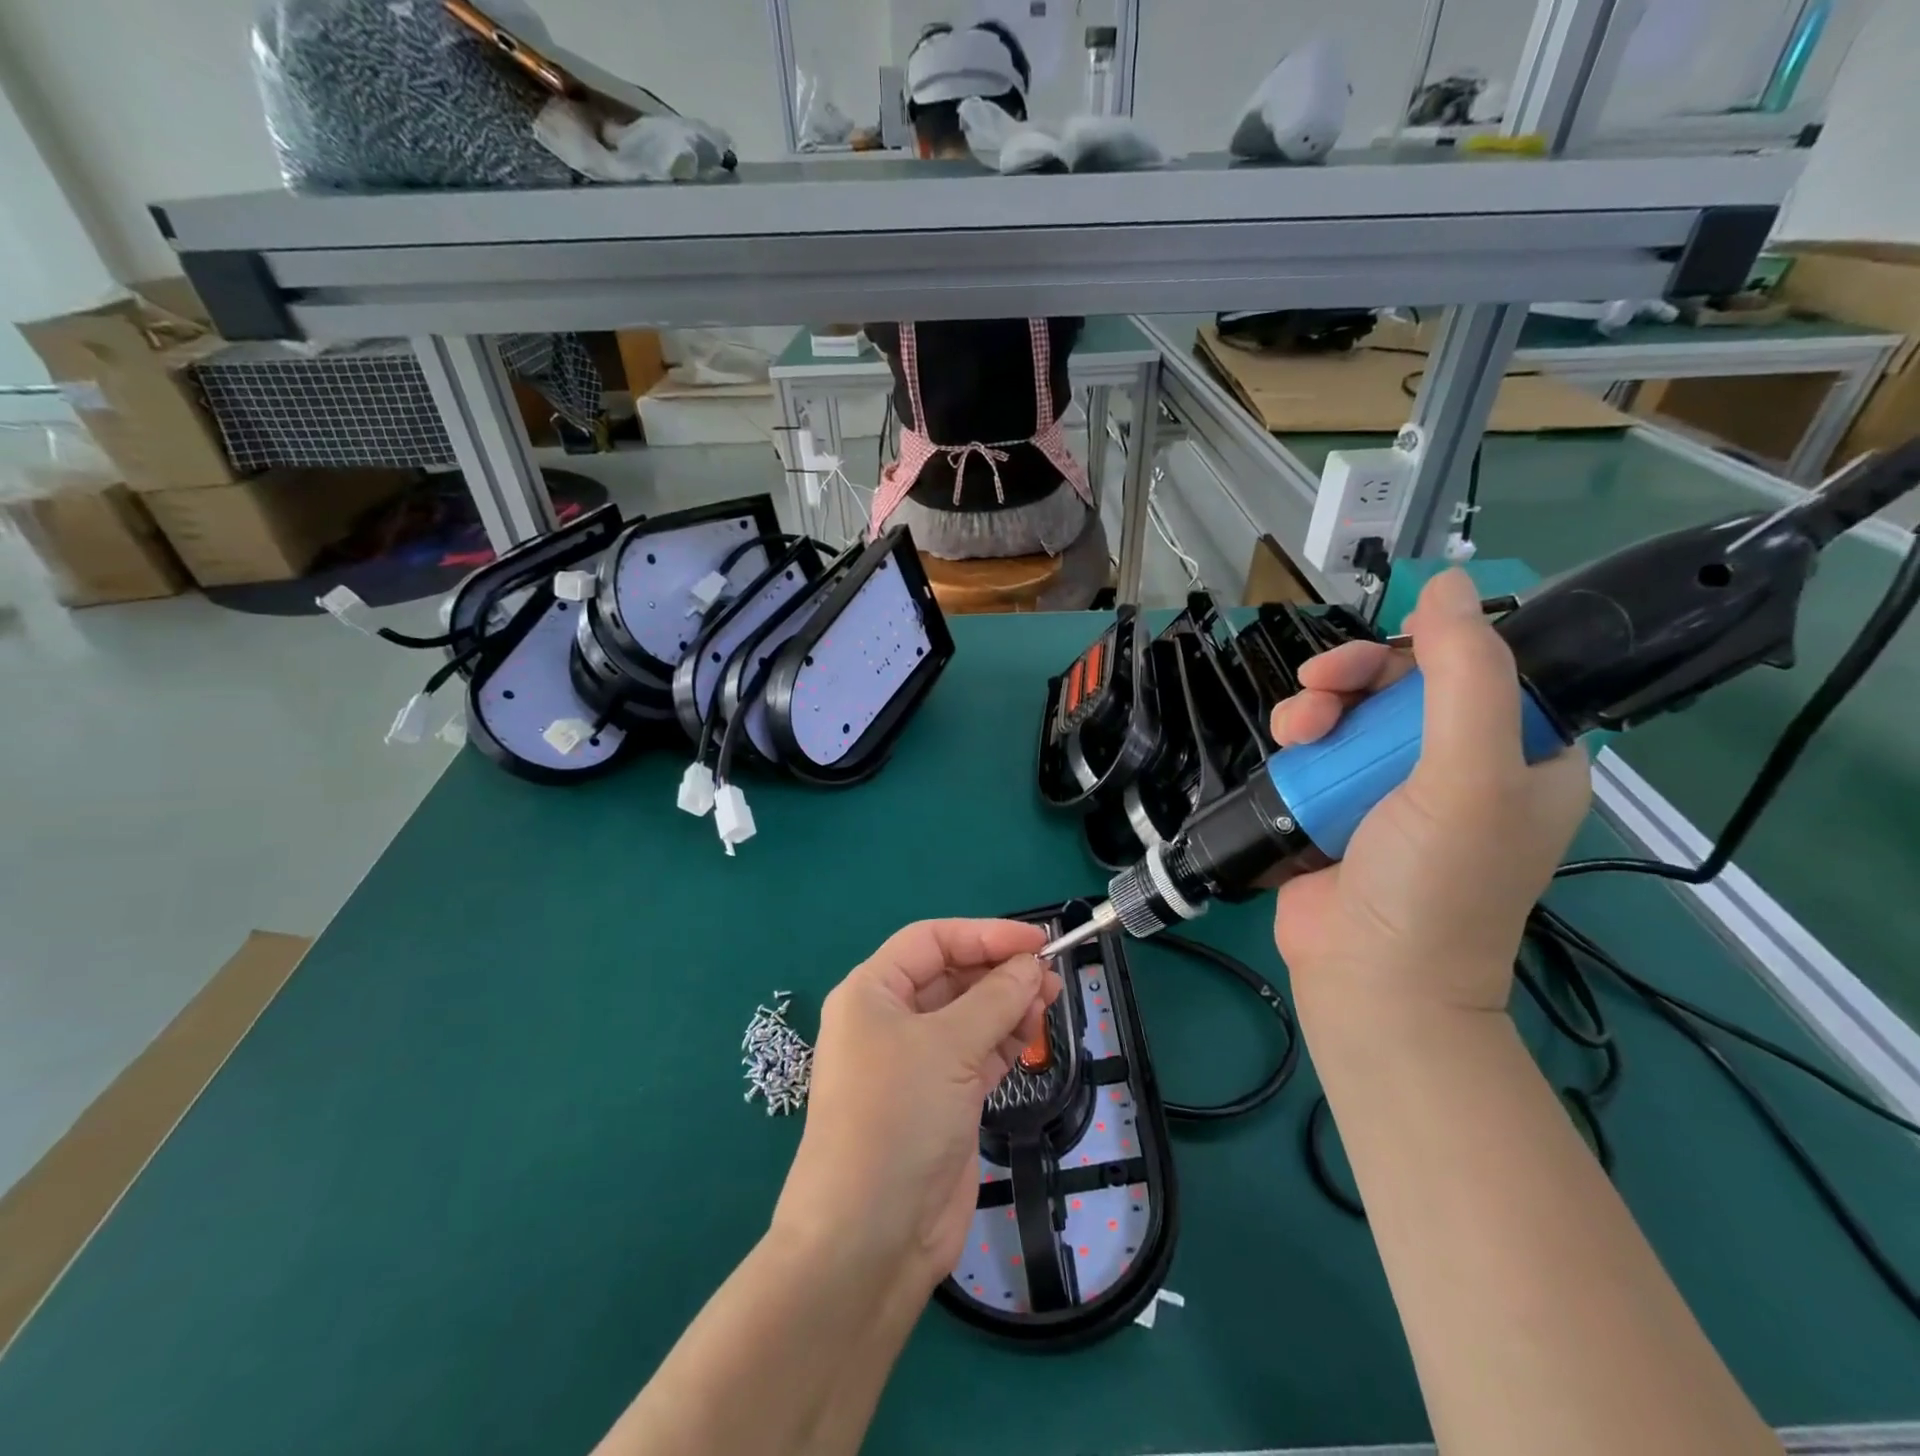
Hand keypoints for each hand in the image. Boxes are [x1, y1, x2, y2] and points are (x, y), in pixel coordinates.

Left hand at [772, 920, 1060, 1294]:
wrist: (869, 1238)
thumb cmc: (897, 1117)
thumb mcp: (948, 1046)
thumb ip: (996, 999)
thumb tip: (1031, 964)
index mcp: (872, 993)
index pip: (931, 942)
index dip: (983, 935)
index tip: (1037, 940)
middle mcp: (889, 1021)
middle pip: (951, 976)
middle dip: (1000, 972)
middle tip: (1051, 976)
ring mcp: (914, 1063)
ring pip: (968, 1016)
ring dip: (1008, 1005)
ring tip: (1050, 1001)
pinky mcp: (940, 1100)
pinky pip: (977, 1053)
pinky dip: (1005, 1040)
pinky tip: (1034, 1033)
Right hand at [1270, 570, 1589, 1022]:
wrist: (1369, 979)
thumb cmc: (1435, 883)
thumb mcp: (1467, 777)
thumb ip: (1465, 676)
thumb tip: (1448, 582)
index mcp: (1522, 757)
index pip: (1482, 670)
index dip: (1430, 650)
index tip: (1385, 658)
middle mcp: (1460, 767)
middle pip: (1404, 686)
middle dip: (1356, 677)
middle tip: (1319, 685)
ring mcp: (1393, 788)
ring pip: (1351, 712)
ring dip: (1317, 707)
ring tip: (1296, 730)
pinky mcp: (1339, 806)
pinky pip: (1319, 748)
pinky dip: (1299, 741)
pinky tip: (1285, 749)